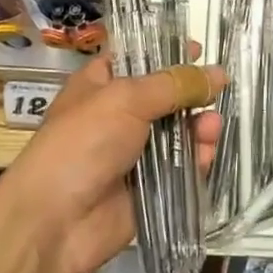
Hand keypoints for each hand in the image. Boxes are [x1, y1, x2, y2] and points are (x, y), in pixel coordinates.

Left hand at [2, 53, 223, 272]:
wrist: (54, 222)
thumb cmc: (82, 143)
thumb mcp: (126, 99)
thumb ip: (174, 85)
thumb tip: (218, 73)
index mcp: (101, 84)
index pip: (137, 57)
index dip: (167, 52)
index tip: (199, 49)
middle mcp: (118, 115)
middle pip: (164, 96)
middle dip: (191, 93)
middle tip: (217, 90)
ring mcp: (133, 153)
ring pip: (177, 132)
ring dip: (198, 125)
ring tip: (212, 125)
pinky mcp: (149, 188)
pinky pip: (181, 168)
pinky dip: (196, 158)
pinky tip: (206, 151)